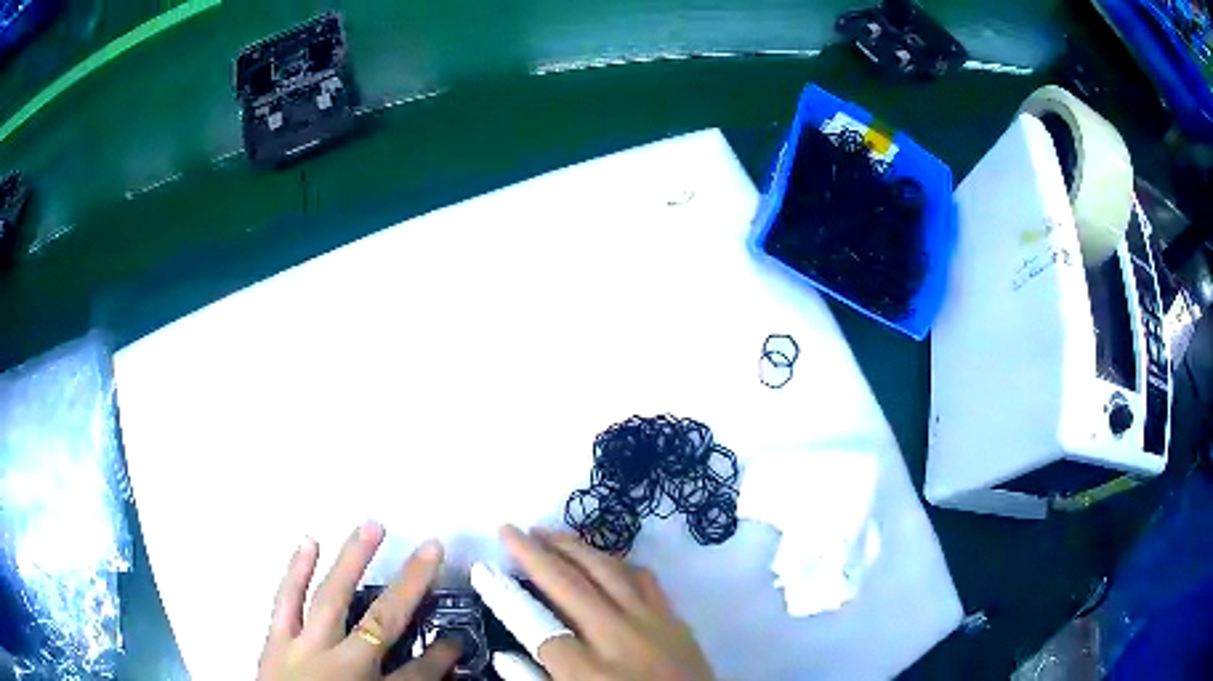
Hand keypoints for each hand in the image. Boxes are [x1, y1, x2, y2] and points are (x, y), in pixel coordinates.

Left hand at [257, 521, 459, 680]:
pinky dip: (296, 571)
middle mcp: (341, 665)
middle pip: (381, 622)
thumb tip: (433, 675)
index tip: (456, 639)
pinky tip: (308, 542)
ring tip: (371, 525)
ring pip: (331, 598)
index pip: (419, 673)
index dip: (442, 655)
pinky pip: (286, 601)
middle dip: (410, 586)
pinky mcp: (275, 641)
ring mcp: (304, 648)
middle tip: (431, 548)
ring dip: (352, 560)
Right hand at [473, 526, 714, 680]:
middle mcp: (620, 638)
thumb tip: (504, 654)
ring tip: (547, 533)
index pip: (537, 626)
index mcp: (590, 672)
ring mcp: (653, 624)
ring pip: (608, 571)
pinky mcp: (676, 620)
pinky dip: (617, 562)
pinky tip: (602, 558)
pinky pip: (644, 579)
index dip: (506, 596)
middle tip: (510, 530)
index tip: (483, 571)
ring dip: (574, 547)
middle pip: (571, 585)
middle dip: (535, 554)